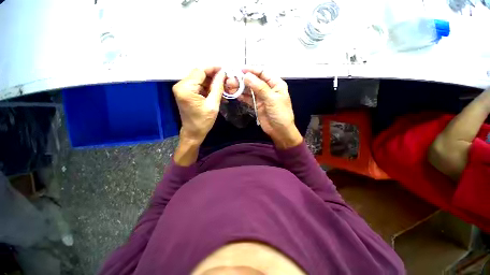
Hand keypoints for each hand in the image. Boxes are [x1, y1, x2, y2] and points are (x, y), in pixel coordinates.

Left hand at [173, 67, 224, 143]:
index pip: (200, 71)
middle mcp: (181, 85)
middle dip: (213, 77)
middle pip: (199, 75)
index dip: (213, 69)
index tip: (225, 70)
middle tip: (226, 80)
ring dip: (211, 83)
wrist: (193, 133)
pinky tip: (217, 93)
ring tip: (223, 88)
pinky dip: (208, 88)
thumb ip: (217, 87)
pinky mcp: (185, 93)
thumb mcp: (213, 105)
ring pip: (200, 80)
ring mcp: (182, 89)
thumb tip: (222, 73)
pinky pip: (198, 86)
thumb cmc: (203, 121)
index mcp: (186, 88)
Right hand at [229, 68, 302, 148]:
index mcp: (276, 84)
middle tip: (230, 80)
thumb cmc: (280, 114)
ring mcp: (262, 97)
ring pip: (250, 90)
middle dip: (243, 80)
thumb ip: (259, 87)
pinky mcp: (257, 105)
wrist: (280, 131)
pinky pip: (248, 98)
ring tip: (230, 86)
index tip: (239, 70)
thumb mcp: (272, 99)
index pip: (262, 73)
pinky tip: (235, 94)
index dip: (251, 70)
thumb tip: (247, 76)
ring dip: (240, 88)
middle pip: (254, 81)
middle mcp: (268, 89)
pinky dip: (242, 96)